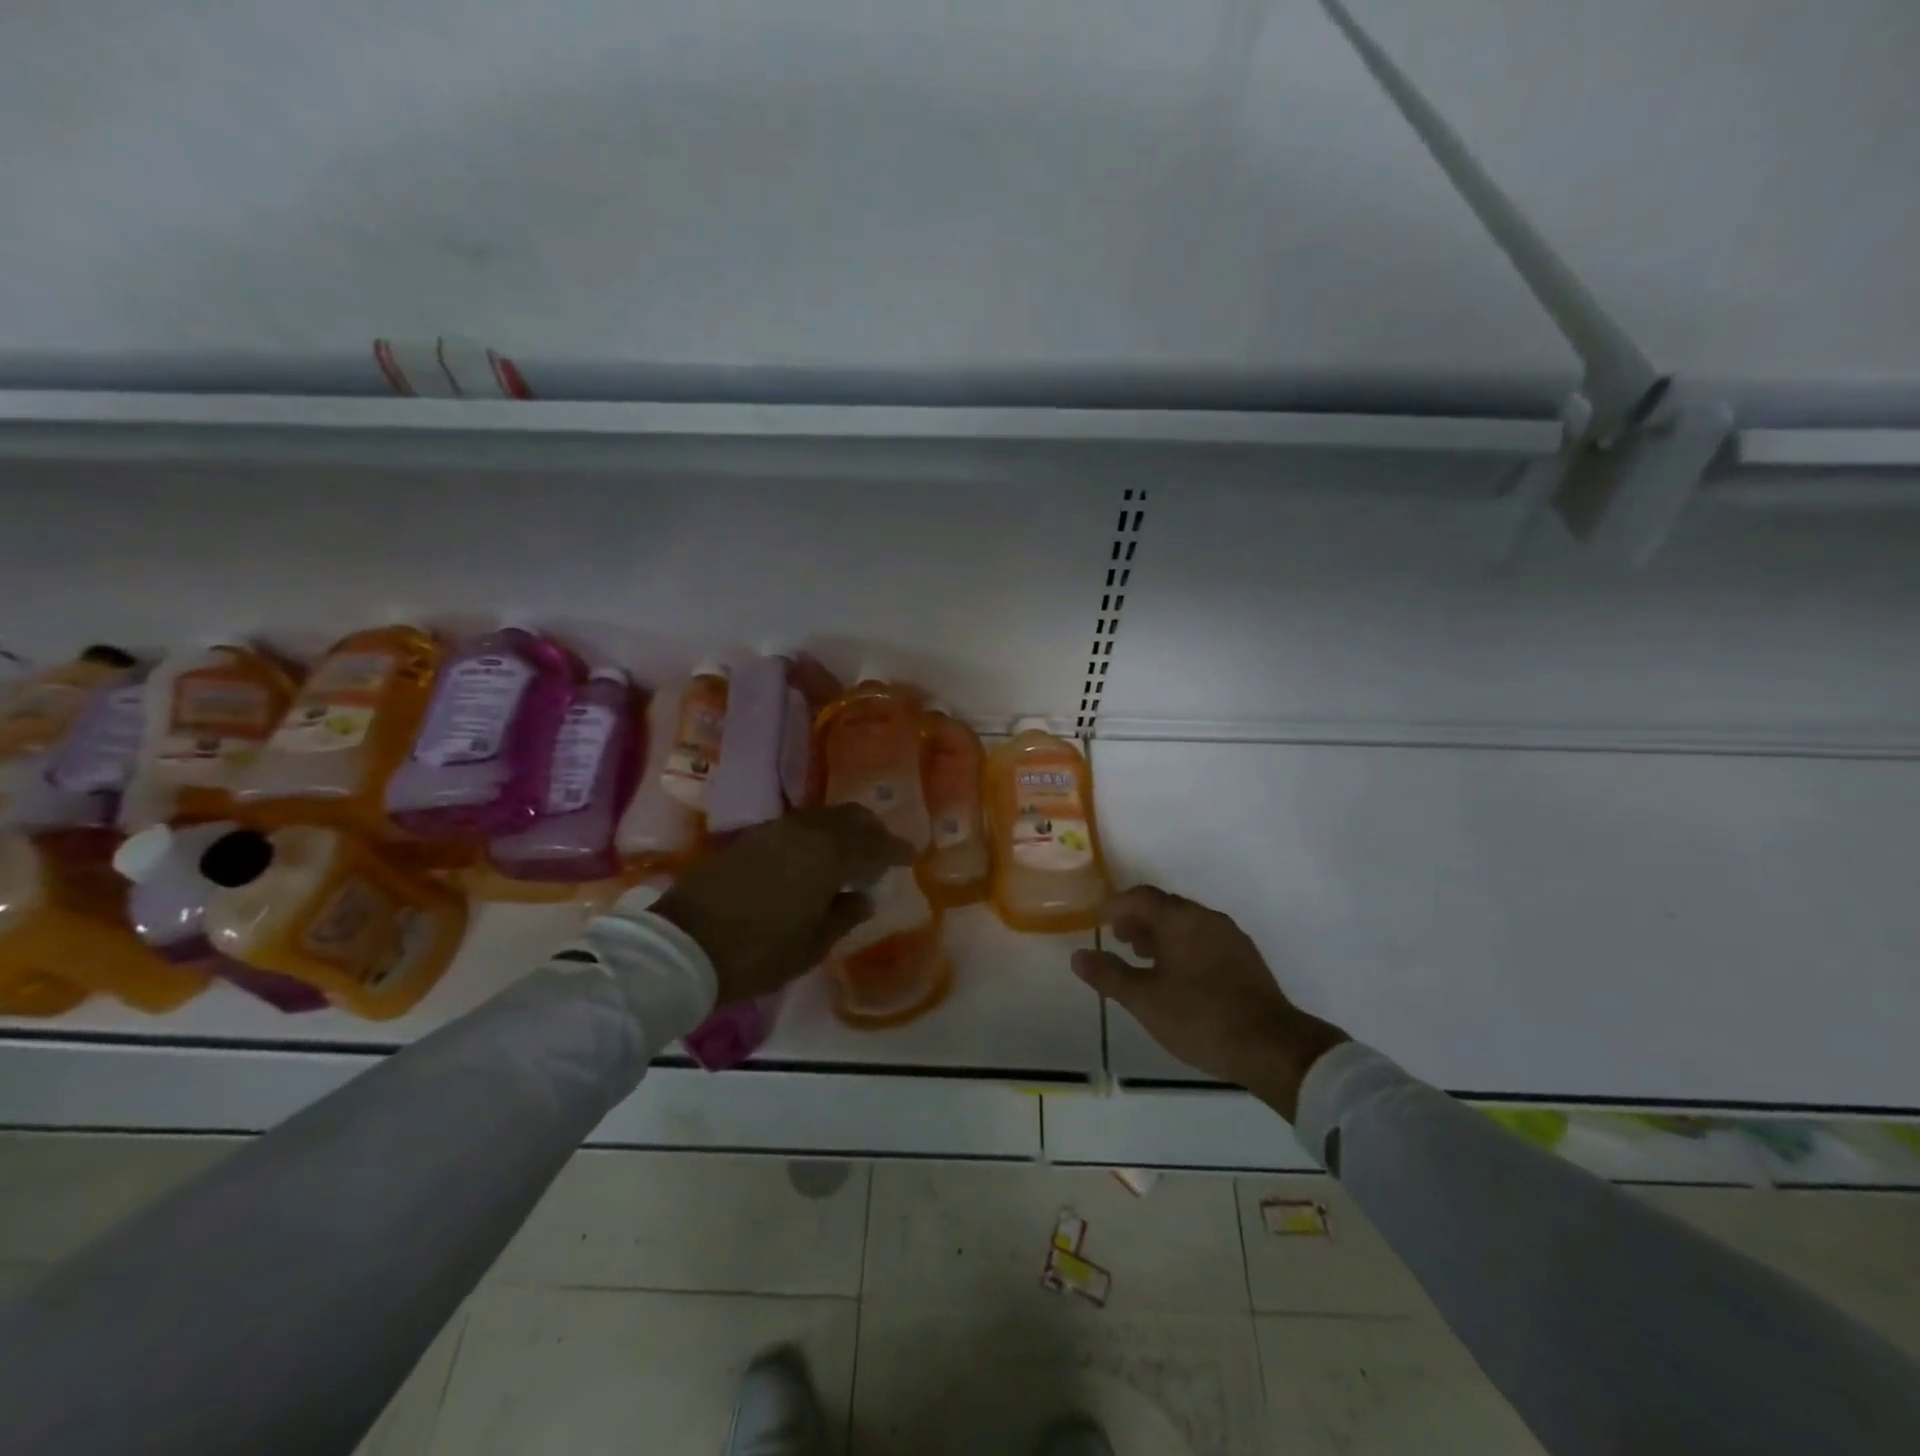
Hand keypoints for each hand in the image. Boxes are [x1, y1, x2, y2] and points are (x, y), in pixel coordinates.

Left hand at [652, 805, 915, 1004]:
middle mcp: (804, 832)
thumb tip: (863, 897)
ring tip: (850, 855)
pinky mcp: (750, 837)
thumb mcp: (811, 946)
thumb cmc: (756, 954)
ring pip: (823, 817)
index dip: (897, 849)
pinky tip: (815, 857)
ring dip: (843, 830)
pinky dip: (817, 835)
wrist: (682, 947)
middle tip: (883, 852)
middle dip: (872, 831)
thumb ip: (844, 915)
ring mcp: (774, 830)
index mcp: (827, 856)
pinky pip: (798, 825)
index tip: (911, 855)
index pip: (875, 844)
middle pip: (850, 817)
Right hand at [1071, 886, 1347, 1118]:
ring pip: (1186, 923)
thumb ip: (1109, 975)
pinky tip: (1178, 976)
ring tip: (1144, 958)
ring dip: (1160, 933)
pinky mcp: (1245, 958)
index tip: (1097, 920)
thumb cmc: (1200, 1018)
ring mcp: (1230, 937)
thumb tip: (1078, 956)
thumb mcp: (1145, 1000)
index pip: (1140, 897)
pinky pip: (1204, 938)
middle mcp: (1206, 918)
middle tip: (1118, 939)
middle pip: (1165, 906)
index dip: (1114, 905)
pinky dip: (1182, 945)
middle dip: (1137, 918)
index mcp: (1181, 919)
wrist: (1272, 1047)